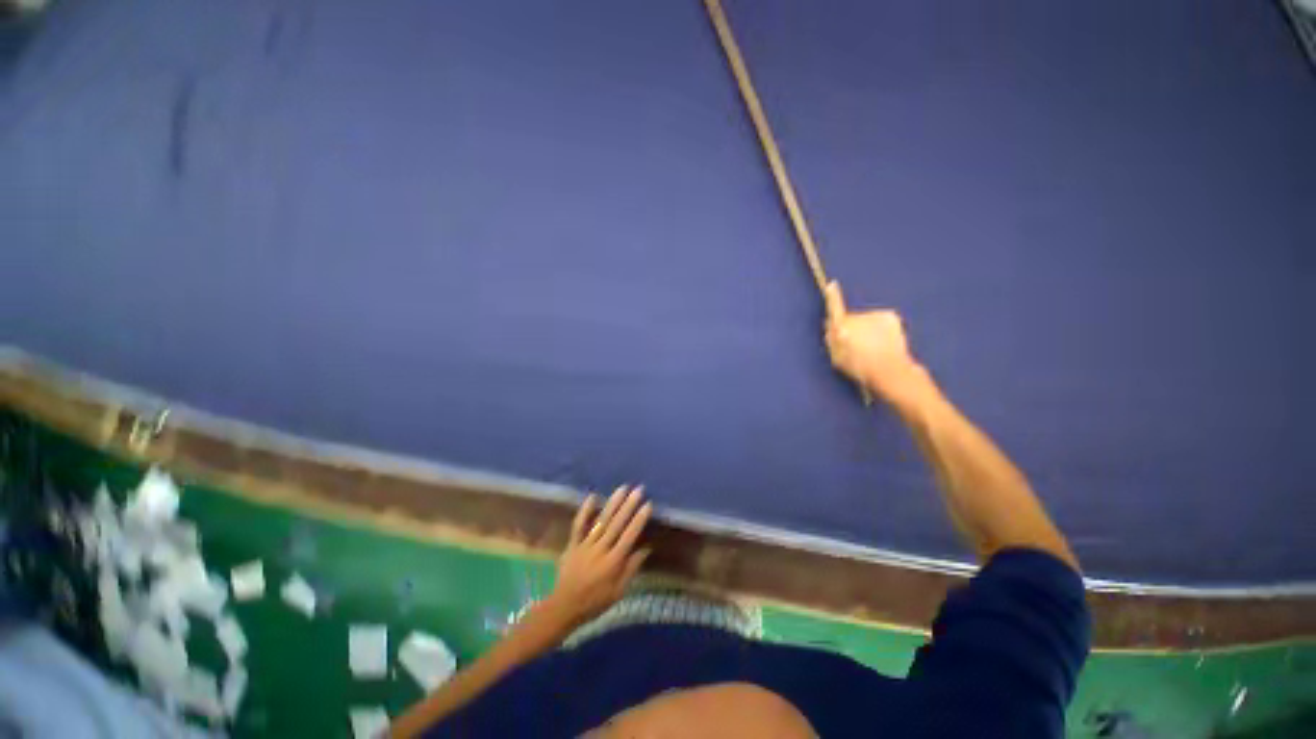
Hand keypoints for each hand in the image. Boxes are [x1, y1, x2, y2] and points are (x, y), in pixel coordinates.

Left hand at [548, 486, 651, 625]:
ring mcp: (585, 545)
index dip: (639, 520)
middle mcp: (600, 549)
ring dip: (612, 503)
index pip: (629, 536)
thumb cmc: (595, 602)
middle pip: (617, 524)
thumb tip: (646, 548)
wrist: (564, 607)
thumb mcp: (618, 591)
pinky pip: (579, 525)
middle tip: (638, 489)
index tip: (647, 504)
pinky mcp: (573, 544)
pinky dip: (585, 510)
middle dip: (629, 505)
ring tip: (622, 488)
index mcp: (613, 562)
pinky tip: (592, 496)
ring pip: (601, 521)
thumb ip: (631, 568)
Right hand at [824, 281, 928, 403]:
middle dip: (852, 328)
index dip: (832, 297)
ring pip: (866, 319)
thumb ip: (831, 340)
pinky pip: (880, 319)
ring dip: (868, 329)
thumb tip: (830, 325)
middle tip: (857, 347)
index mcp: (842, 328)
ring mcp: (875, 315)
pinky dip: (881, 328)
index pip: (834, 308)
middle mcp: (857, 317)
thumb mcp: (837, 358)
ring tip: (873, 348)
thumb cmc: (860, 368)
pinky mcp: (889, 316)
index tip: (832, 285)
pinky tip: (884, 342)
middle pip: (851, 318)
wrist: (891, 371)